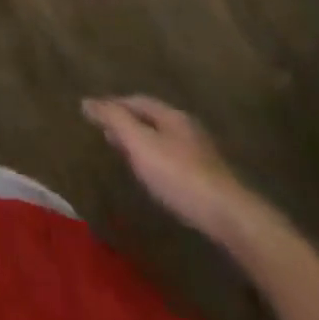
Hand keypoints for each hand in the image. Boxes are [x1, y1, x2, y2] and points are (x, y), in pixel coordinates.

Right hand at [83, 96, 263, 243]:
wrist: (231, 219)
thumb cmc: (179, 175)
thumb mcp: (139, 142)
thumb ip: (113, 119)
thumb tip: (87, 101)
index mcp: (172, 115)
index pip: (136, 101)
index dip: (113, 105)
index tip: (93, 115)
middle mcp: (188, 129)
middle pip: (151, 119)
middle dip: (128, 123)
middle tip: (106, 134)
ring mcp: (202, 155)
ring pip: (164, 141)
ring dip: (143, 143)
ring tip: (125, 156)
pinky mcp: (210, 180)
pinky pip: (175, 161)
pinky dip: (157, 161)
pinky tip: (153, 177)